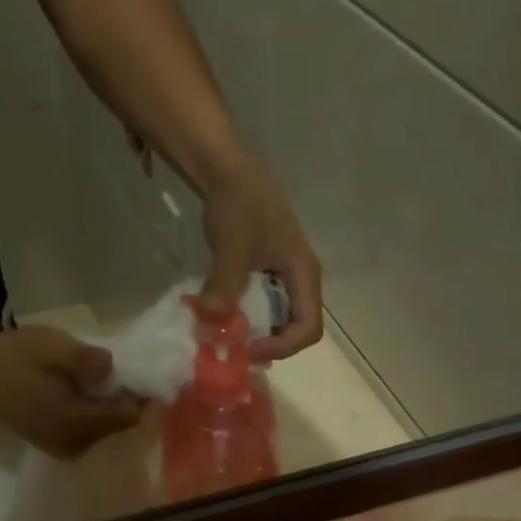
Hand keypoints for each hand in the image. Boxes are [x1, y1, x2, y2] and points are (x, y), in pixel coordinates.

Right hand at [0, 326, 144, 459]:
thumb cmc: (15, 356)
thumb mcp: (51, 345)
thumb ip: (84, 359)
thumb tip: (111, 367)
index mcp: (75, 423)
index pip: (127, 418)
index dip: (140, 396)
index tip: (142, 374)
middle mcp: (74, 445)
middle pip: (118, 427)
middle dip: (125, 402)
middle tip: (123, 374)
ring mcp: (65, 450)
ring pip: (105, 431)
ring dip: (110, 408)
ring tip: (102, 382)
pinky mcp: (58, 447)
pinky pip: (90, 434)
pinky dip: (95, 415)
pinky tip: (85, 394)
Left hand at [198, 155, 321, 362]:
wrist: (227, 169)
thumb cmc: (238, 203)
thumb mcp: (232, 244)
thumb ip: (225, 283)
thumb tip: (211, 323)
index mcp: (304, 274)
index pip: (309, 328)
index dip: (283, 346)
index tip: (250, 348)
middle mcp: (300, 281)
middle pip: (296, 330)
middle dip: (268, 345)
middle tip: (237, 351)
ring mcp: (284, 279)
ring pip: (278, 322)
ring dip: (256, 335)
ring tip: (229, 338)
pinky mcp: (267, 276)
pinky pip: (263, 309)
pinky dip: (245, 320)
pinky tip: (224, 319)